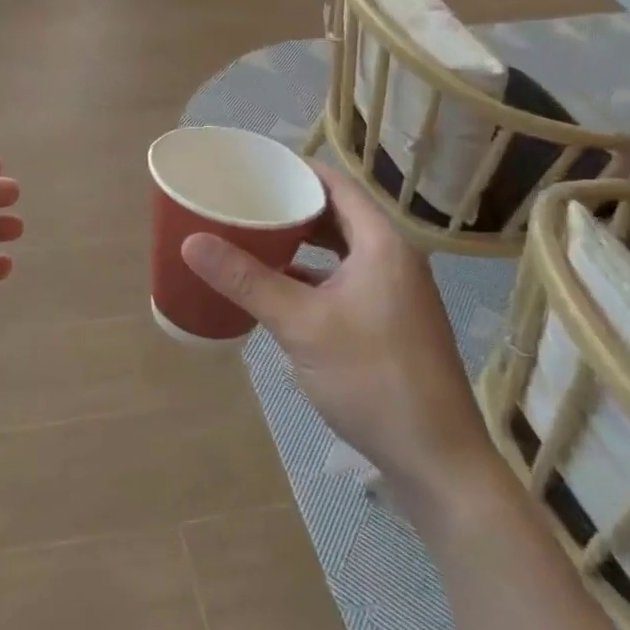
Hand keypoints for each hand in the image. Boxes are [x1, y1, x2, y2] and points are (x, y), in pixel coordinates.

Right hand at [179, 164, 499, 517]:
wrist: (438, 464)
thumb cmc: (373, 379)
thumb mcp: (301, 325)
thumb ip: (246, 280)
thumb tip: (191, 241)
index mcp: (383, 245)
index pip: (337, 185)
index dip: (296, 169)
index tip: (252, 165)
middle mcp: (394, 260)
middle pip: (338, 215)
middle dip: (292, 205)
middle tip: (244, 199)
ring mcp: (394, 295)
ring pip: (341, 251)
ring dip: (301, 241)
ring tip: (254, 234)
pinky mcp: (389, 324)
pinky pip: (344, 280)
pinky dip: (312, 275)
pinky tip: (278, 286)